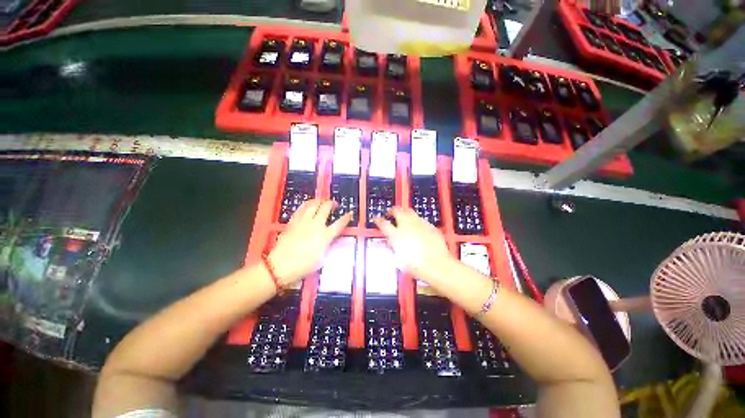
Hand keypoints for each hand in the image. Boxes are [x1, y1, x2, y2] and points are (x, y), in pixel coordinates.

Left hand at [268, 199, 351, 285]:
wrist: (281, 265)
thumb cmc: (304, 265)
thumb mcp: (321, 258)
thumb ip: (327, 245)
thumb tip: (329, 238)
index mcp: (325, 236)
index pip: (339, 224)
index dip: (346, 218)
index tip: (349, 213)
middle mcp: (315, 225)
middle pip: (325, 208)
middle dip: (331, 203)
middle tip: (334, 204)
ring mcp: (303, 222)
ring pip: (312, 205)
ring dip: (319, 201)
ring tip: (322, 201)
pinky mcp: (293, 222)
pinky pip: (300, 209)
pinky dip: (306, 205)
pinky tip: (307, 205)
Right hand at [374, 207, 454, 283]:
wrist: (436, 264)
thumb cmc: (416, 265)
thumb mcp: (398, 258)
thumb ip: (393, 247)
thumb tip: (391, 243)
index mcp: (396, 234)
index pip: (383, 223)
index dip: (378, 220)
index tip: (377, 219)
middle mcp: (407, 225)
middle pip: (398, 210)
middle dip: (393, 210)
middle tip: (391, 213)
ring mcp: (420, 224)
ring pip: (410, 212)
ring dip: (405, 214)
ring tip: (404, 219)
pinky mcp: (430, 226)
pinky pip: (422, 220)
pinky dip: (418, 222)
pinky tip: (418, 229)